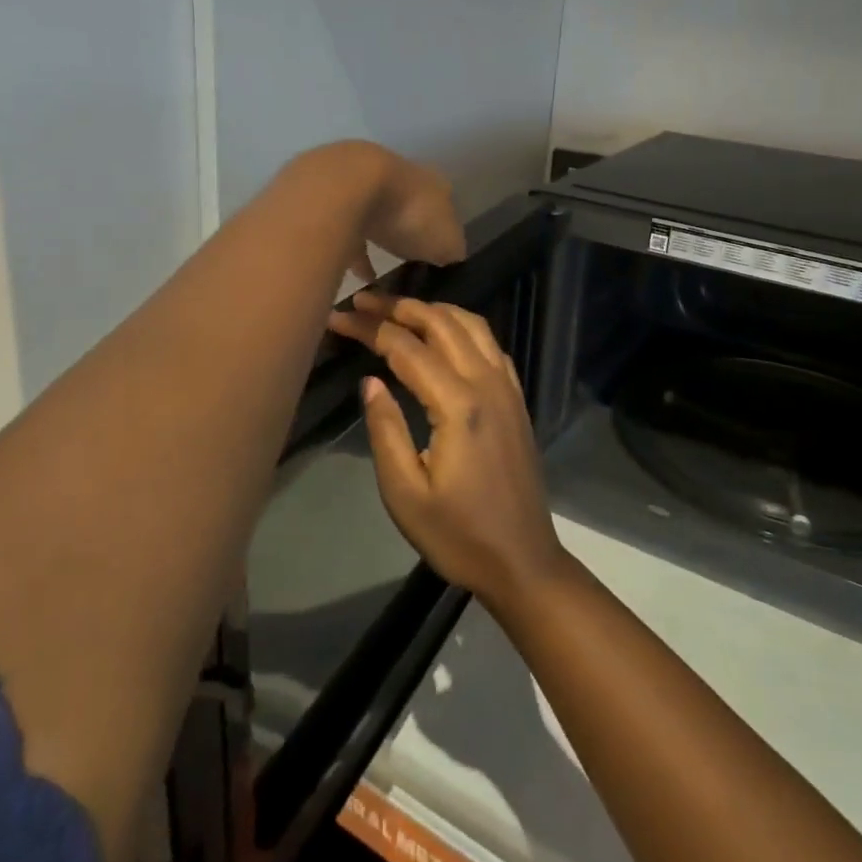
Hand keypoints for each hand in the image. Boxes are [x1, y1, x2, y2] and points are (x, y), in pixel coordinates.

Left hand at [286, 142, 465, 281]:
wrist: (346, 188)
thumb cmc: (407, 214)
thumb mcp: (446, 242)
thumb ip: (451, 251)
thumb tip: (449, 259)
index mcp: (431, 182)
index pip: (443, 205)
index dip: (441, 232)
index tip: (437, 257)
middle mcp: (398, 173)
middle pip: (406, 205)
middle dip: (406, 230)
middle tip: (406, 261)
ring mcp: (360, 179)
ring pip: (372, 212)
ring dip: (375, 238)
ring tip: (376, 275)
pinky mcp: (328, 192)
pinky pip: (343, 227)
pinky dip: (350, 248)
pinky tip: (353, 274)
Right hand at [327, 294, 567, 611]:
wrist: (523, 561)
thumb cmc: (458, 535)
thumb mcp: (405, 492)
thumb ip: (385, 429)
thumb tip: (371, 379)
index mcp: (458, 404)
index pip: (405, 348)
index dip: (369, 328)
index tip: (337, 317)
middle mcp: (486, 383)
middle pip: (441, 323)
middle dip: (399, 307)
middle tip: (362, 300)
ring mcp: (507, 388)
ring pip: (471, 325)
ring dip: (433, 310)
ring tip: (397, 309)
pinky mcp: (516, 399)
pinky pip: (490, 344)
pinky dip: (462, 326)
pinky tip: (444, 334)